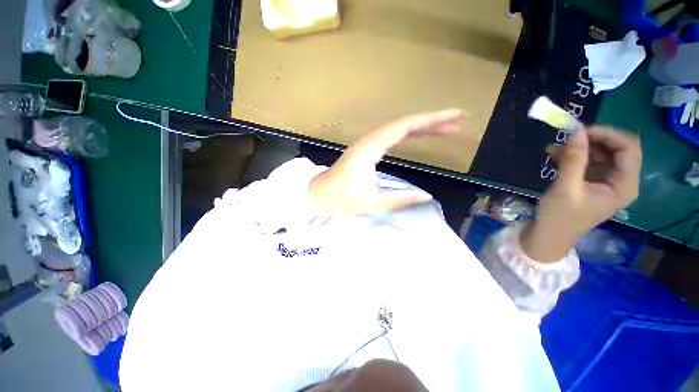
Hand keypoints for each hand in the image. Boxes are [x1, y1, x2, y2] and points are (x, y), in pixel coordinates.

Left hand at [309, 109, 465, 214]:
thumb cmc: (339, 199)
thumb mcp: (370, 203)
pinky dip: (410, 134)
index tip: (455, 116)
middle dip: (432, 122)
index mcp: (369, 150)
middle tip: (457, 124)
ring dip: (422, 127)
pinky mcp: (367, 149)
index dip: (431, 120)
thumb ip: (398, 199)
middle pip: (404, 124)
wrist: (319, 194)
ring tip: (446, 130)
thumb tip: (425, 196)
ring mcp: (368, 143)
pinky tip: (420, 137)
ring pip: (398, 128)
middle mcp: (369, 141)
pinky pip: (392, 136)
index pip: (404, 127)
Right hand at [521, 126, 641, 262]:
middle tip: (568, 137)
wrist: (550, 235)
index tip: (580, 131)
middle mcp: (622, 181)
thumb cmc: (559, 217)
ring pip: (602, 154)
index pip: (628, 148)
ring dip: (581, 147)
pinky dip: (574, 156)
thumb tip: (576, 132)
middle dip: (593, 140)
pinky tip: (555, 154)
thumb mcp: (565, 188)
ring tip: (555, 147)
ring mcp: (608, 182)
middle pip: (617, 149)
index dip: (607, 134)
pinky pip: (590, 162)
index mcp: (624, 185)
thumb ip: (573, 160)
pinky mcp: (595, 183)